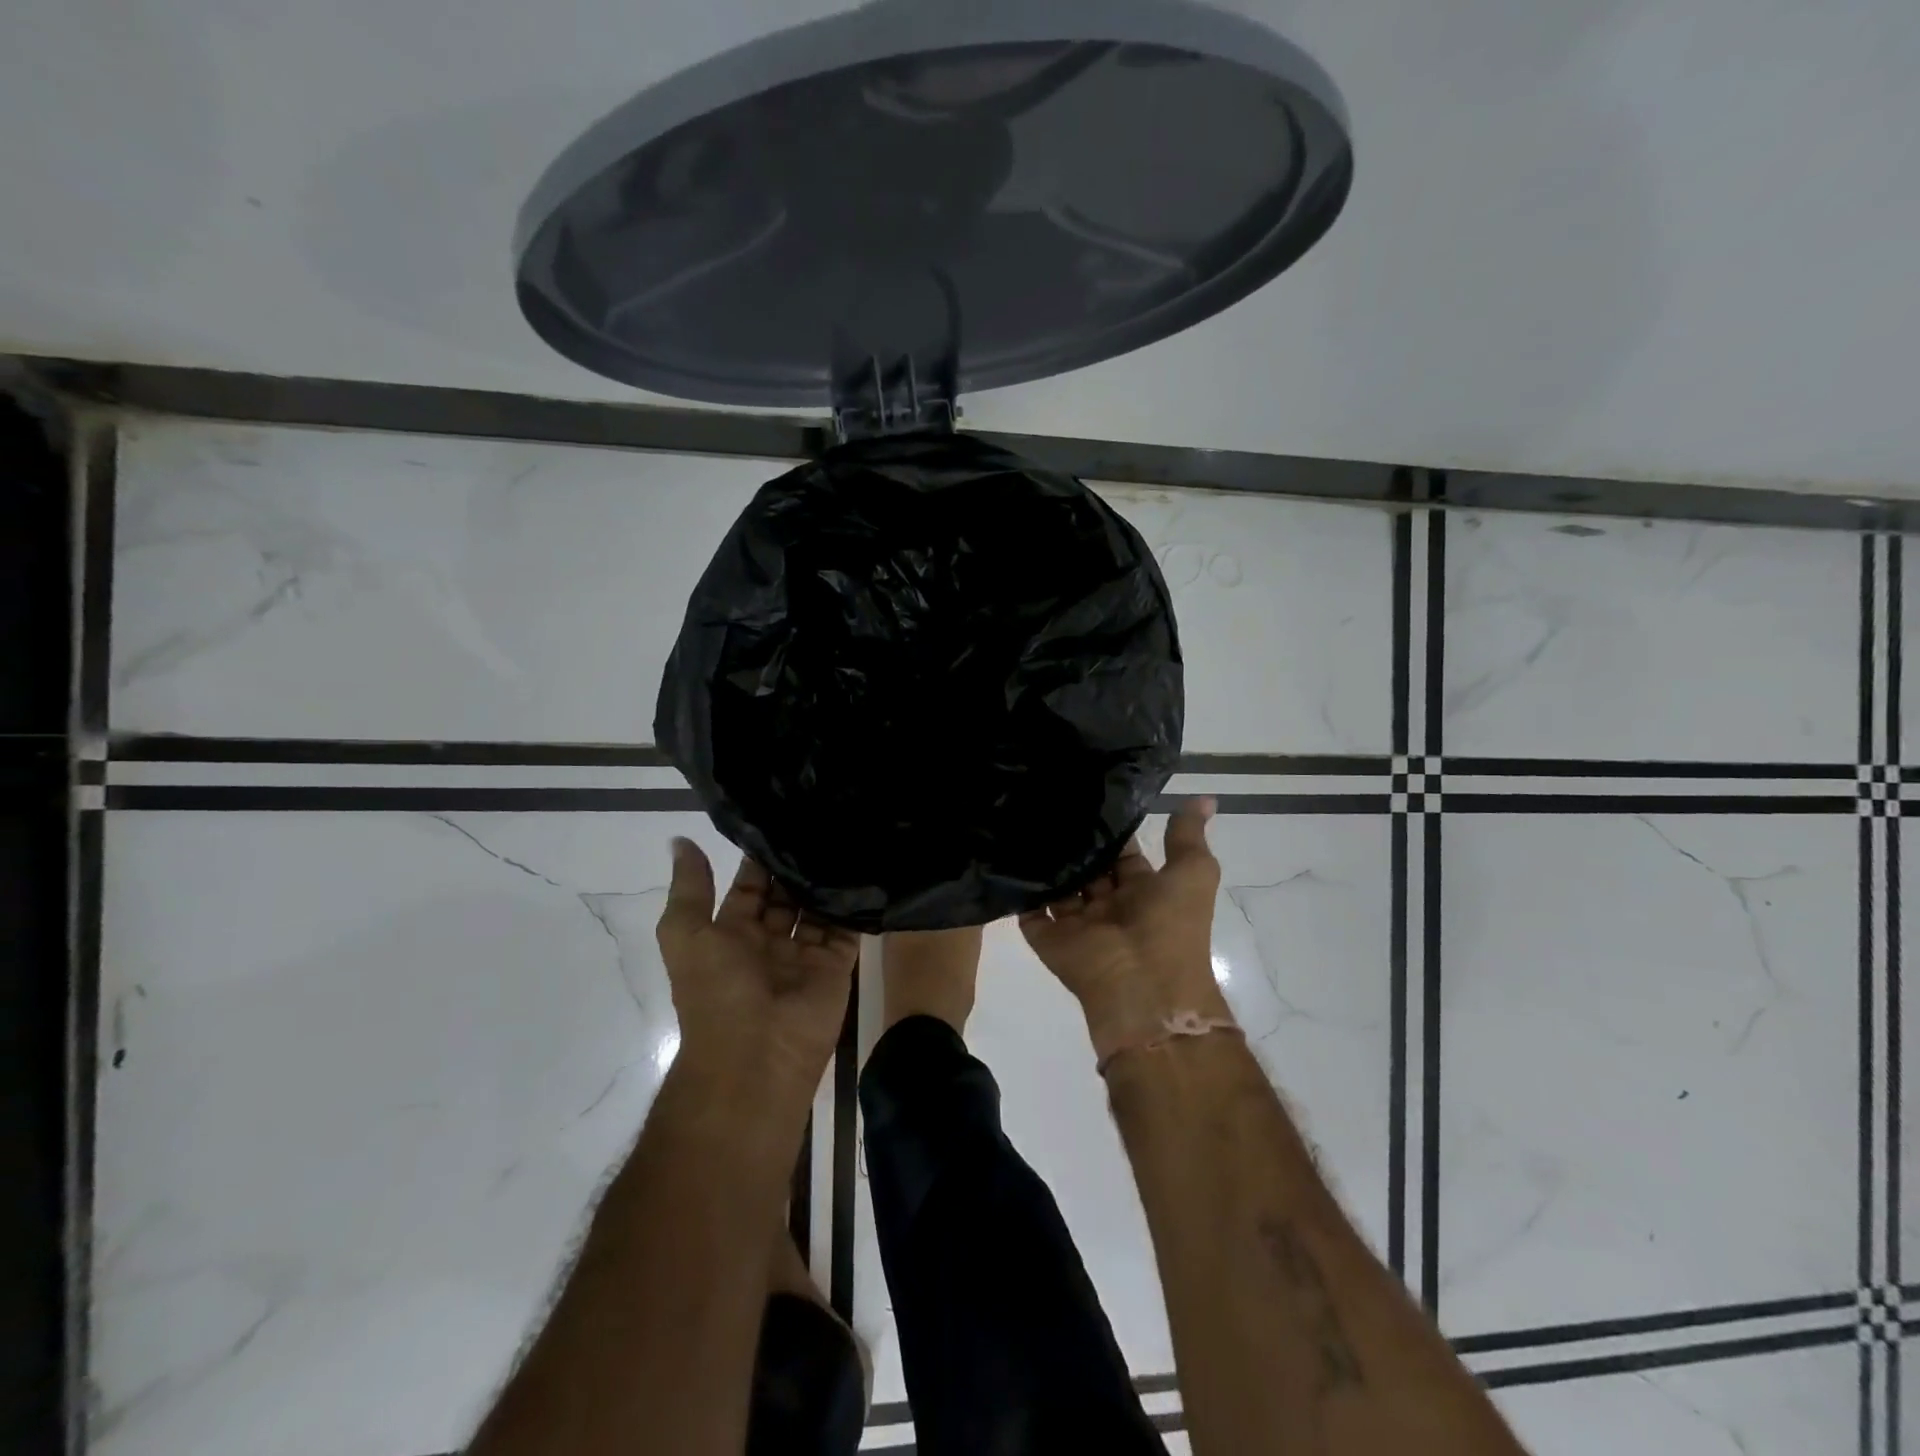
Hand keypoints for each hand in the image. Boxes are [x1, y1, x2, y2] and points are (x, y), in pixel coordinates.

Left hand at [655, 840, 859, 1110]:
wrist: (756, 1055)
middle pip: (787, 894)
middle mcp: (770, 941)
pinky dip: (855, 903)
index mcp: (733, 934)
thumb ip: (689, 888)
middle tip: (822, 820)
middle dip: (798, 865)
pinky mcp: (837, 964)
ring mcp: (806, 953)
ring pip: (818, 907)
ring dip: (827, 879)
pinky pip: (848, 927)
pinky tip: (865, 868)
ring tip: (846, 835)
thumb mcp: (686, 934)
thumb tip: (680, 840)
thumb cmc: (716, 991)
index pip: (751, 886)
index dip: (760, 857)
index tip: (781, 816)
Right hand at [1019, 799, 1228, 1055]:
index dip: (1109, 829)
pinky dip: (1017, 888)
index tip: (1086, 793)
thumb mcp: (1193, 873)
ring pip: (1055, 885)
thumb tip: (1205, 798)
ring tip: (1021, 816)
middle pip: (1086, 867)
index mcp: (1141, 892)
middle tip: (1046, 798)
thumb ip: (1187, 837)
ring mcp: (1075, 922)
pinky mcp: (1046, 936)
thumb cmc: (1171, 926)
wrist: (1143, 986)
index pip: (1120, 854)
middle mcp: (1107, 905)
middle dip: (1072, 841)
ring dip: (1044, 860)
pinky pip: (1027, 908)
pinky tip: (1003, 852)